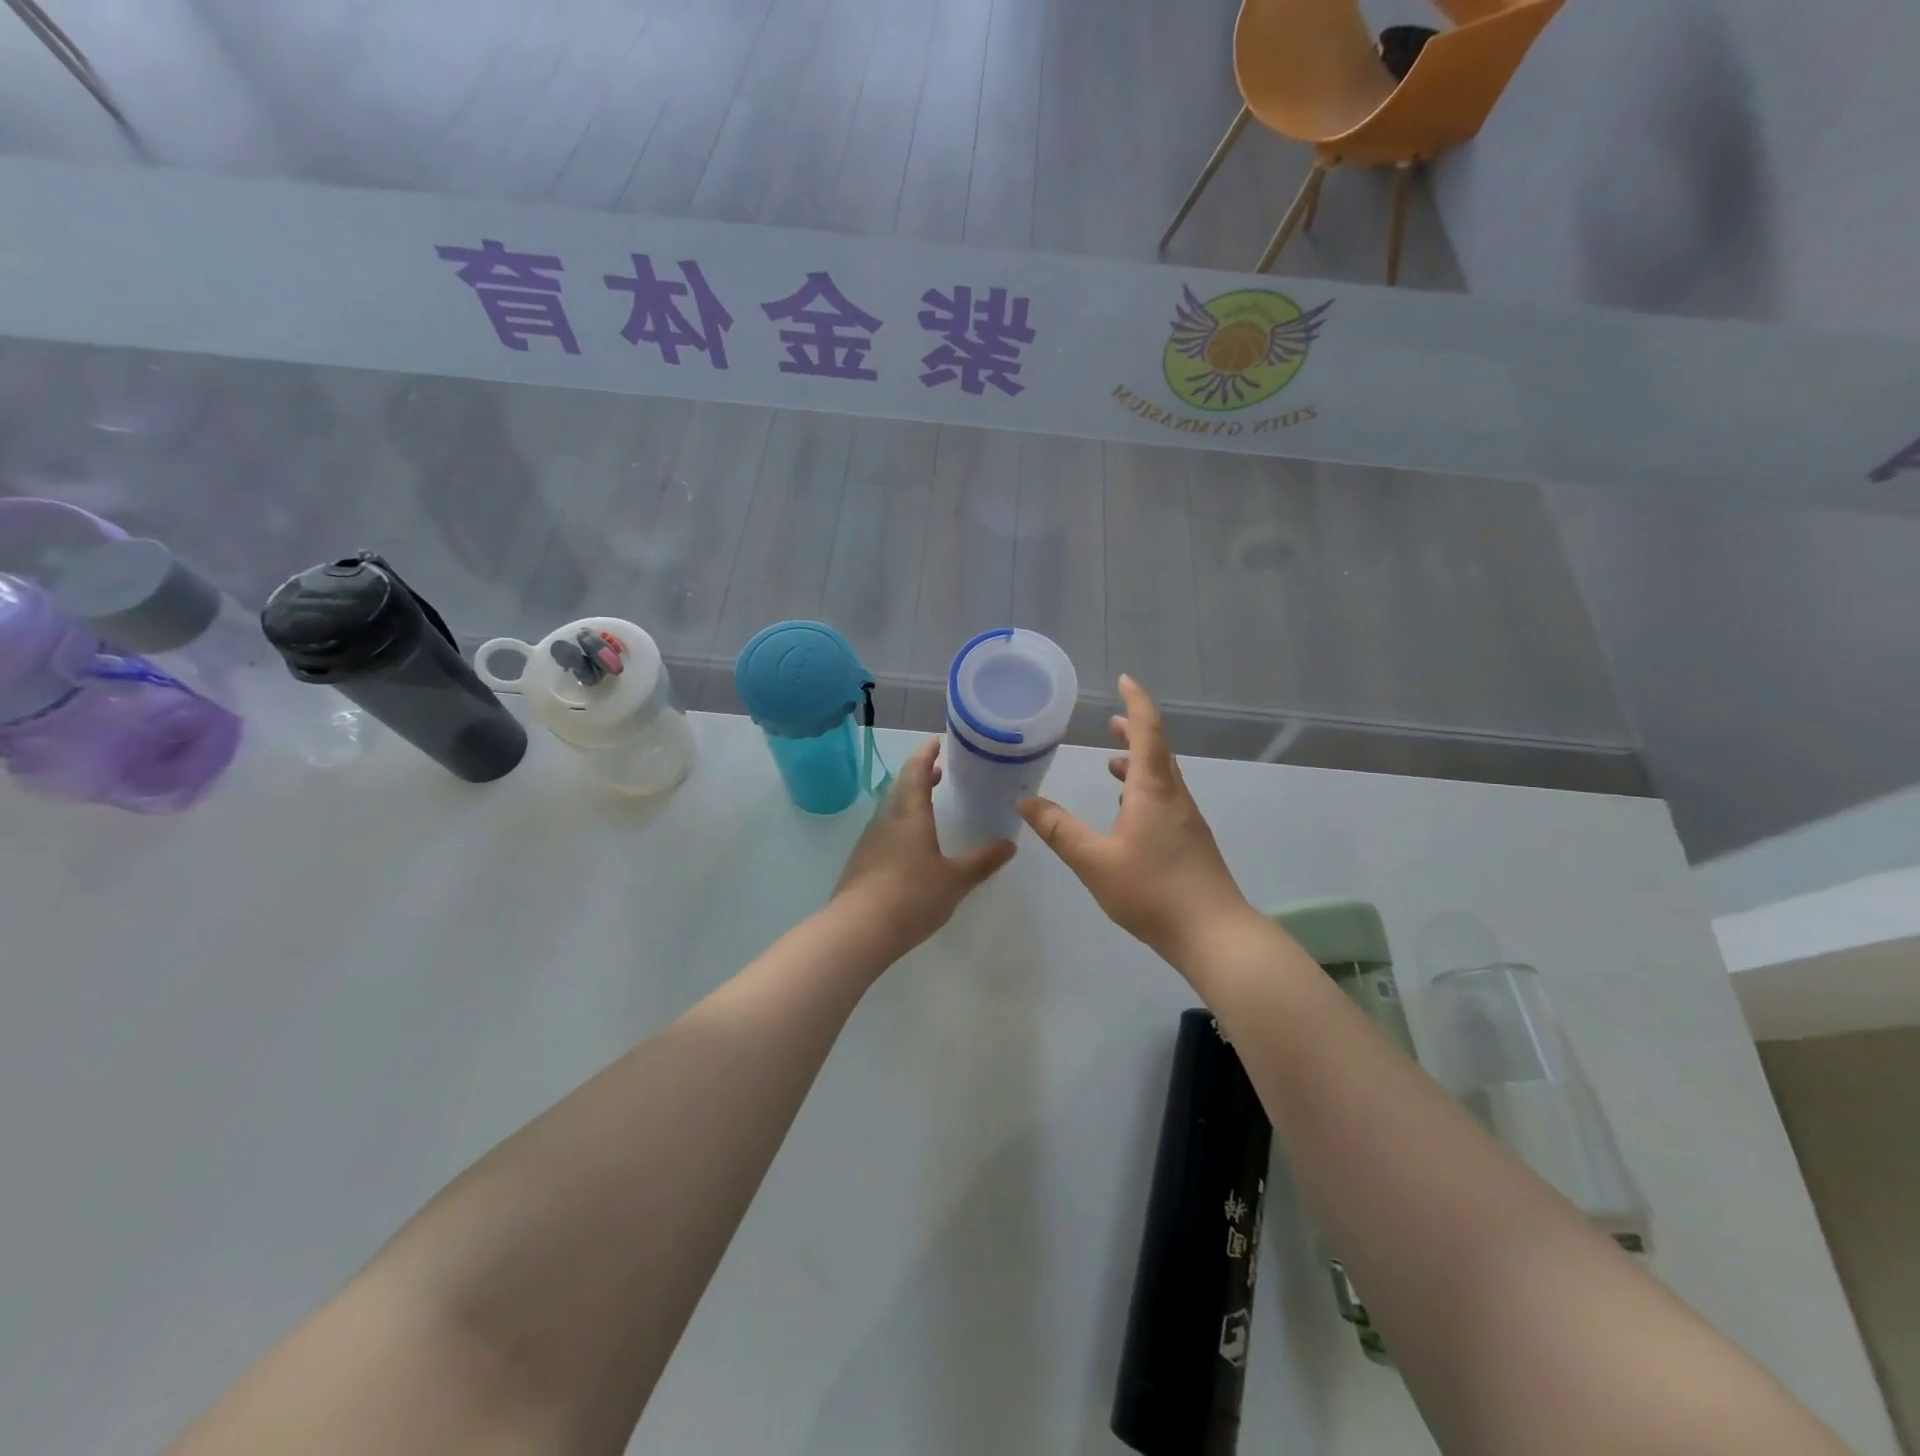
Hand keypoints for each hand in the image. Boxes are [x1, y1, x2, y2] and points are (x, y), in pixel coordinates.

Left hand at [831, 738, 1015, 958]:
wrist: (858, 930)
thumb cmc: (911, 897)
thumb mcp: (956, 880)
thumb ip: (983, 861)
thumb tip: (1010, 844)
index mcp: (910, 814)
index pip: (916, 771)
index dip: (926, 754)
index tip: (936, 741)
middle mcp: (887, 819)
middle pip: (901, 786)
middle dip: (919, 774)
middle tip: (938, 770)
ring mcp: (870, 840)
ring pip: (890, 808)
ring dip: (909, 798)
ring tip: (928, 803)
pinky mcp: (862, 861)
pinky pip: (884, 829)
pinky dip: (900, 821)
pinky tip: (911, 842)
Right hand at [1019, 675, 1254, 968]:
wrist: (1213, 933)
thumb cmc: (1152, 891)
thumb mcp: (1094, 861)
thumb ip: (1059, 830)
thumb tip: (1025, 802)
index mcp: (1153, 790)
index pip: (1146, 732)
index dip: (1135, 703)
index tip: (1125, 680)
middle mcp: (1174, 796)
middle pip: (1156, 751)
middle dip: (1134, 731)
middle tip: (1110, 721)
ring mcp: (1186, 820)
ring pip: (1162, 777)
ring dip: (1138, 762)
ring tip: (1111, 763)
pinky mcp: (1191, 841)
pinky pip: (1165, 799)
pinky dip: (1143, 790)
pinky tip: (1127, 812)